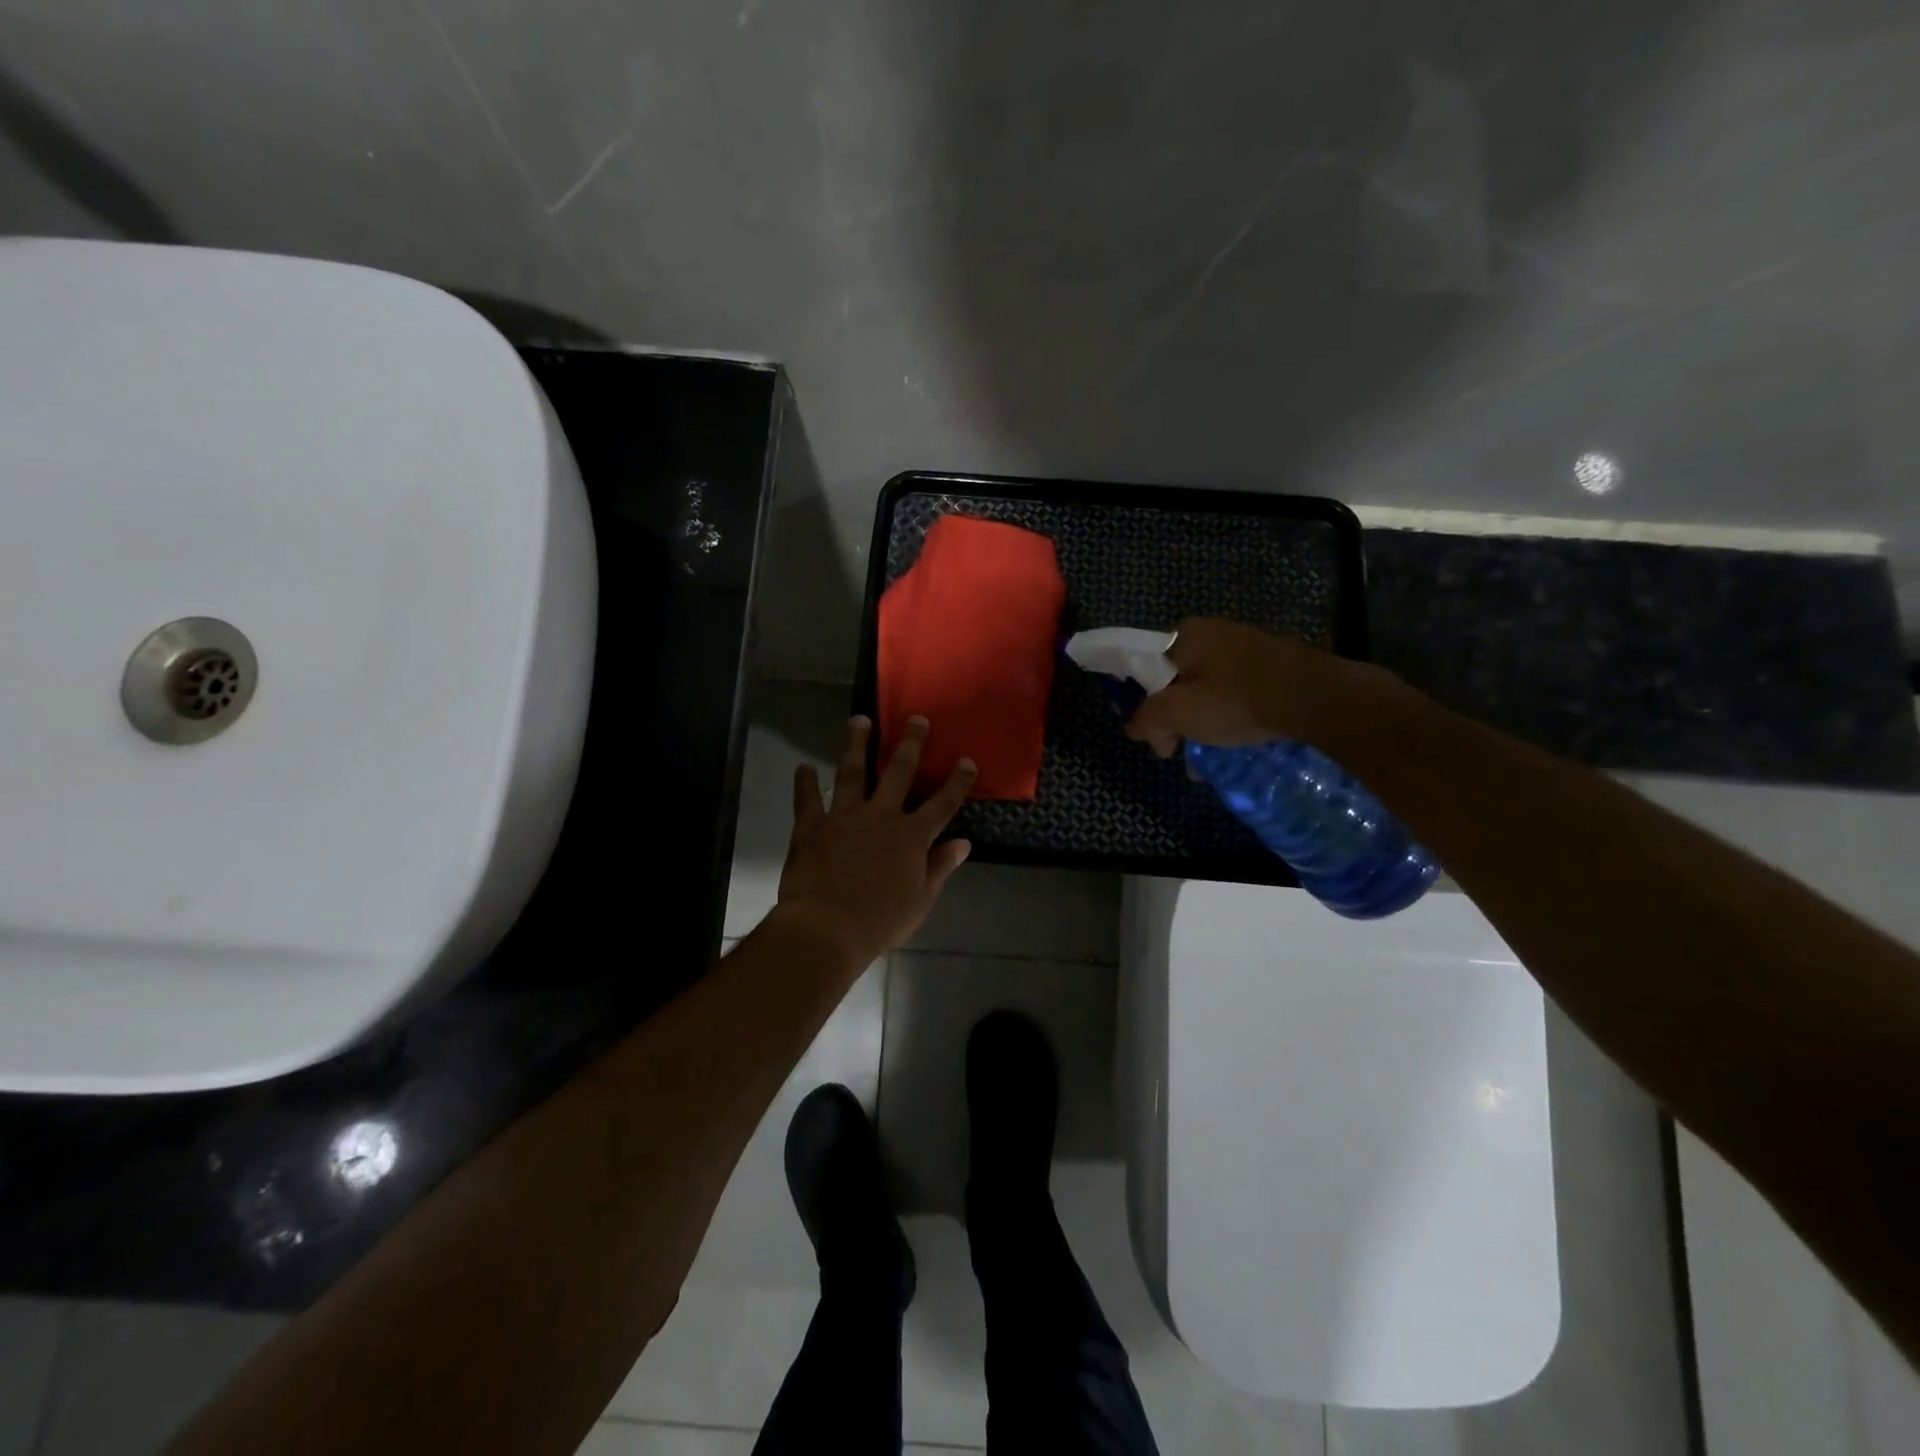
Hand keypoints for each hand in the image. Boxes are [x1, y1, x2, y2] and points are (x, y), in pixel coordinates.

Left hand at [774, 715, 974, 966]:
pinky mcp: (812, 827)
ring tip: (859, 720)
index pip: (942, 803)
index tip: (967, 761)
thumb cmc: (880, 921)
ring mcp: (844, 817)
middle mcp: (880, 816)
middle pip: (899, 773)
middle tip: (915, 719)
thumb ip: (940, 867)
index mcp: (911, 836)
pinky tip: (803, 767)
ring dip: (856, 745)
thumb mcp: (921, 900)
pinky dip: (805, 783)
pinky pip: (807, 799)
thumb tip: (963, 843)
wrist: (827, 928)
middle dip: (910, 744)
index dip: (957, 782)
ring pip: (852, 773)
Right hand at [1124, 618, 1398, 756]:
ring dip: (1201, 720)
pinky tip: (1237, 736)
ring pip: (1205, 687)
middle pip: (1174, 680)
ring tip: (1211, 752)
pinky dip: (1228, 713)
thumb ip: (1146, 719)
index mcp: (1182, 635)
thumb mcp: (1178, 713)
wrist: (1317, 697)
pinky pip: (1233, 689)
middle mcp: (1210, 631)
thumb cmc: (1237, 701)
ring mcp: (1244, 644)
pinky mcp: (1270, 661)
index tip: (1154, 736)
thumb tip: (1134, 726)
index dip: (1140, 705)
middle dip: (1174, 718)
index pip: (1142, 670)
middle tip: (1183, 749)